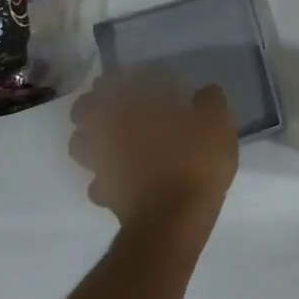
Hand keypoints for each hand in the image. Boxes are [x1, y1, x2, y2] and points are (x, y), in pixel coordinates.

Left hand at [68, 73, 238, 223]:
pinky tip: (123, 177)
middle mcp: (107, 133)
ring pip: (82, 145)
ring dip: (92, 138)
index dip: (122, 77)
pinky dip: (106, 176)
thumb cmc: (194, 162)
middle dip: (96, 105)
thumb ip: (209, 101)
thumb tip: (204, 92)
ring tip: (115, 139)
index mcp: (131, 108)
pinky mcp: (105, 195)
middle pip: (84, 111)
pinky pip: (98, 181)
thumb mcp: (216, 123)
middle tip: (118, 105)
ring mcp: (101, 165)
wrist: (173, 220)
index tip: (138, 77)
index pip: (114, 82)